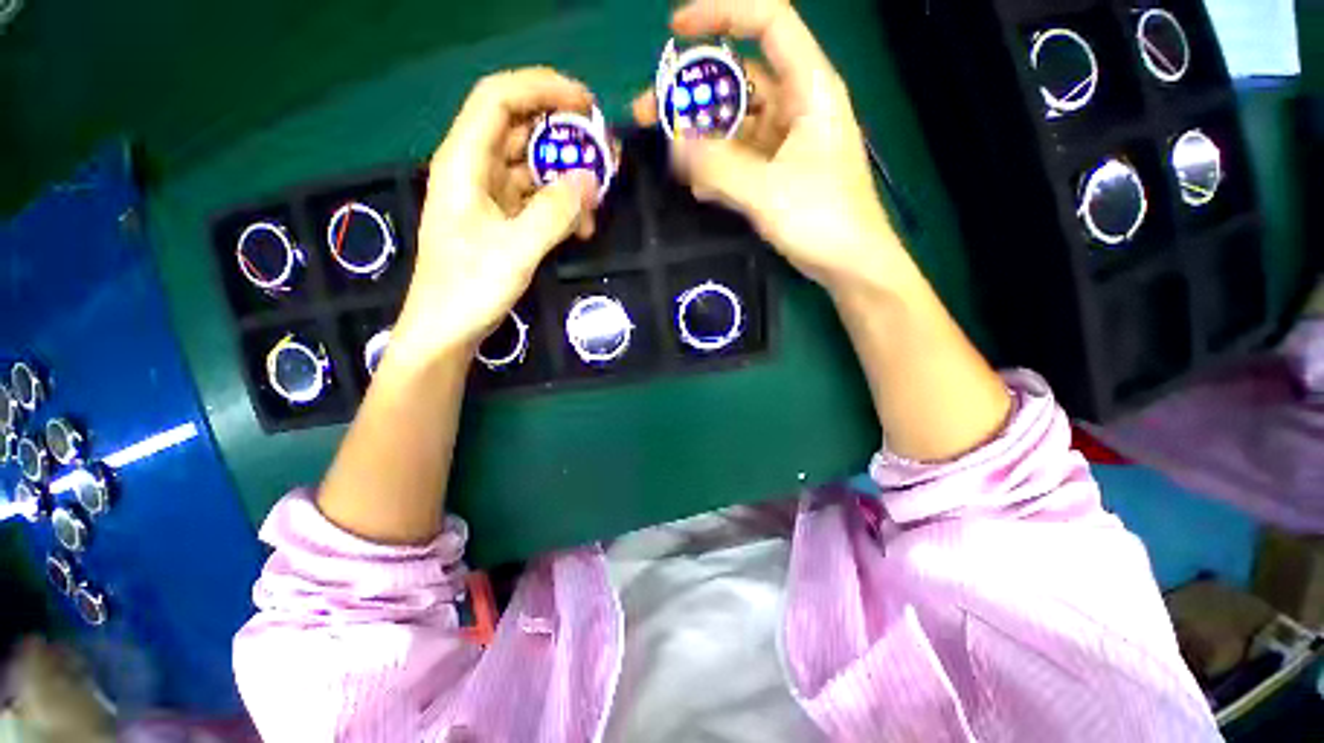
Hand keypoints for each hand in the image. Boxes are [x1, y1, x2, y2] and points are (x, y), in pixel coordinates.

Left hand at [394, 68, 600, 362]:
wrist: (447, 331)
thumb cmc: (469, 290)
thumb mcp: (516, 251)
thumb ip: (555, 213)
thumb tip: (590, 180)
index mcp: (464, 163)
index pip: (500, 99)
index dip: (543, 89)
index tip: (588, 105)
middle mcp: (475, 170)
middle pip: (520, 129)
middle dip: (565, 135)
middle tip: (606, 153)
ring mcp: (489, 196)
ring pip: (533, 166)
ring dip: (568, 176)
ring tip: (601, 197)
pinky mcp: (502, 220)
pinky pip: (537, 198)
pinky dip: (561, 206)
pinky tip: (582, 228)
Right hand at [633, 0, 902, 296]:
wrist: (848, 264)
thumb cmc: (822, 220)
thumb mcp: (767, 191)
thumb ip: (718, 166)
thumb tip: (675, 144)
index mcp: (808, 89)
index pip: (768, 23)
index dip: (722, 15)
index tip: (676, 30)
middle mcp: (795, 106)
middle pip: (738, 81)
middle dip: (693, 92)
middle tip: (650, 112)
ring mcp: (784, 141)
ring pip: (734, 123)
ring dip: (700, 135)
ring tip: (667, 152)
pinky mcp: (776, 171)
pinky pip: (739, 157)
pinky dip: (716, 166)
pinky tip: (697, 186)